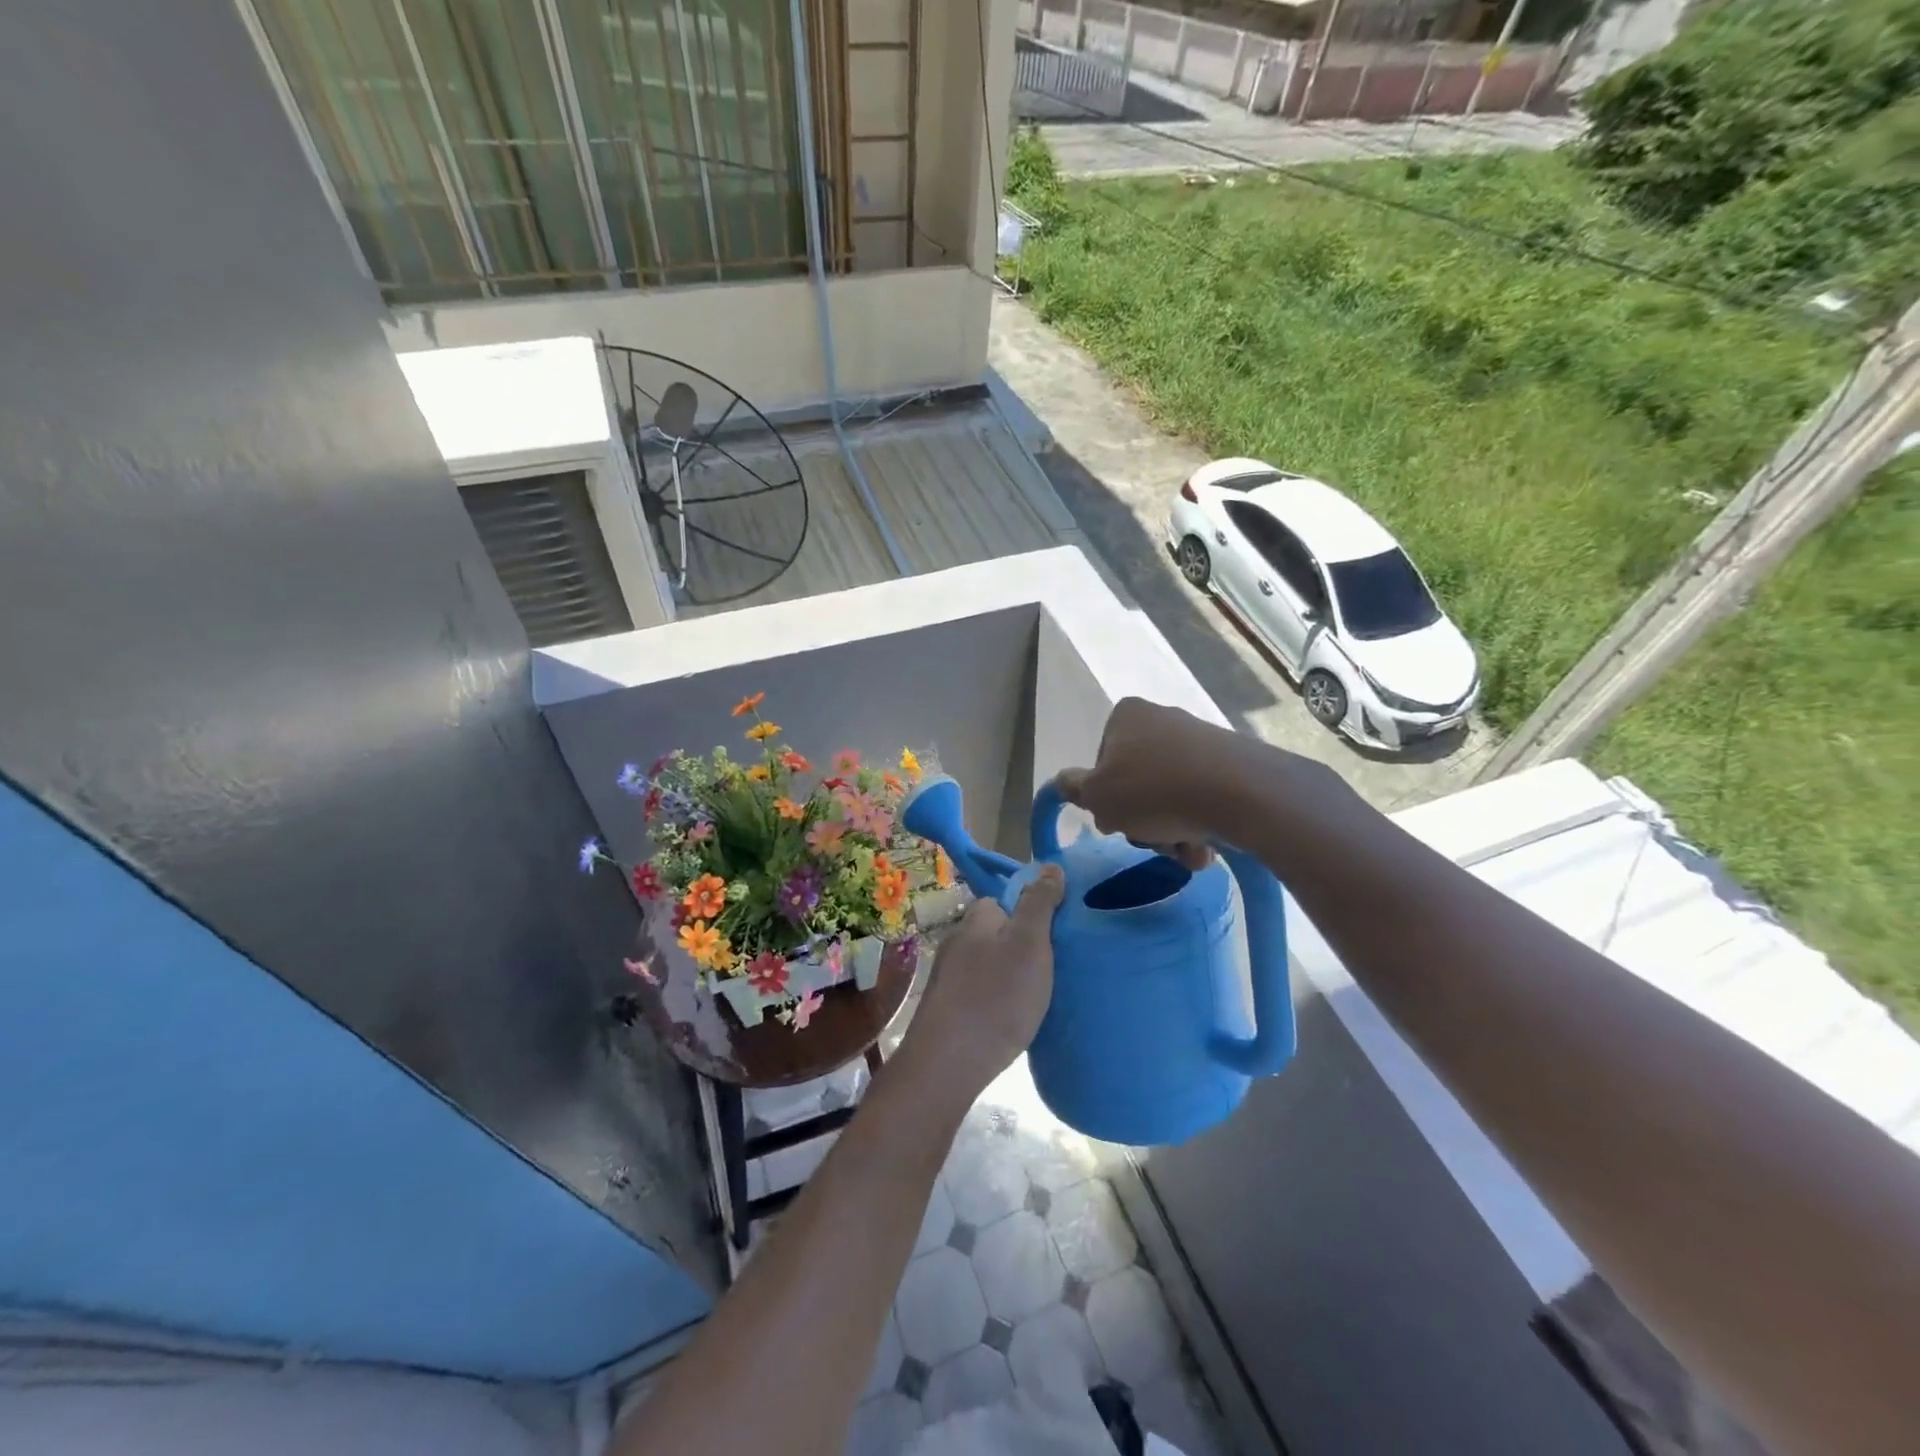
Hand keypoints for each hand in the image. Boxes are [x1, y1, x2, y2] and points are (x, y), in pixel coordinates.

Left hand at [902, 866, 1065, 1097]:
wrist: (947, 1063)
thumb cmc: (996, 997)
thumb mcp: (1030, 943)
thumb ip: (1039, 903)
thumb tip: (1049, 866)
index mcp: (977, 918)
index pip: (1006, 899)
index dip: (1032, 911)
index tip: (1057, 934)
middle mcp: (957, 940)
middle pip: (998, 931)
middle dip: (1023, 945)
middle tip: (1053, 968)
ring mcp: (948, 975)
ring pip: (989, 963)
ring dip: (1010, 975)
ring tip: (1036, 996)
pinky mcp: (946, 1007)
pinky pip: (980, 991)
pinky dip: (997, 999)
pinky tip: (1011, 1019)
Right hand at [1052, 697, 1246, 867]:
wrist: (1240, 793)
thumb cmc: (1154, 790)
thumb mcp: (1097, 796)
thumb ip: (1073, 788)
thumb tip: (1063, 781)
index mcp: (1126, 716)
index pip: (1101, 763)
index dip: (1104, 797)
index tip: (1115, 820)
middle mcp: (1163, 720)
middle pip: (1137, 783)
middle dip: (1142, 821)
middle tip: (1151, 839)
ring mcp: (1200, 741)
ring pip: (1170, 797)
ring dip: (1170, 832)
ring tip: (1185, 851)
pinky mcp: (1231, 763)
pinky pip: (1202, 800)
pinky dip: (1199, 827)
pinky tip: (1206, 848)